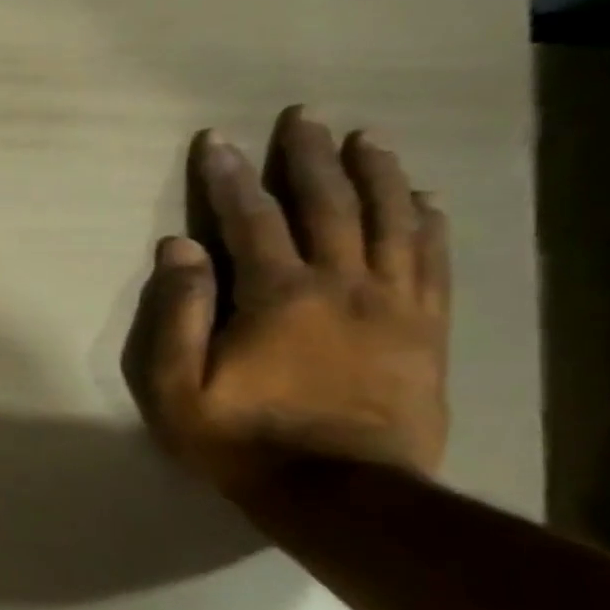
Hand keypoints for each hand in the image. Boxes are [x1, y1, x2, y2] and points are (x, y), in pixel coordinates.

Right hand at [124, 105, 450, 500]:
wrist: (340, 492)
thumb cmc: (241, 439)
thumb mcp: (177, 386)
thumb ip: (177, 313)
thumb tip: (177, 248)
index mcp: (278, 296)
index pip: (250, 220)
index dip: (230, 177)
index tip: (217, 140)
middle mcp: (342, 284)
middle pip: (330, 205)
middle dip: (310, 158)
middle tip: (304, 117)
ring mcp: (393, 305)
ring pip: (392, 221)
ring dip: (378, 175)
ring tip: (367, 140)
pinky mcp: (425, 330)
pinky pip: (433, 261)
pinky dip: (428, 223)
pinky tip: (426, 200)